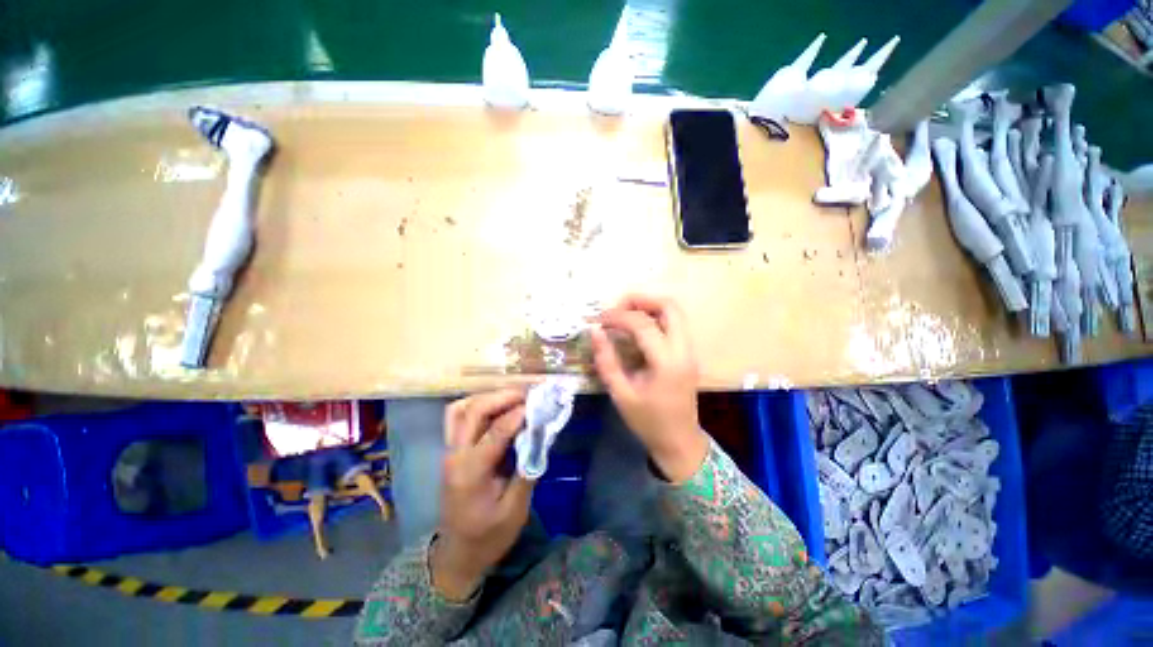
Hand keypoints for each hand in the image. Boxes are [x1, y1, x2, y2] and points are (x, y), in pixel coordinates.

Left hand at [431, 389, 534, 601]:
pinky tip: (496, 407)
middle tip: (527, 394)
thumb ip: (528, 470)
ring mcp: (450, 451)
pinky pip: (459, 416)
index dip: (518, 414)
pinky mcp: (452, 450)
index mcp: (470, 473)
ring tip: (513, 398)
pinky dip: (477, 404)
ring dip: (488, 397)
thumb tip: (540, 435)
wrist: (457, 553)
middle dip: (502, 397)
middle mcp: (455, 455)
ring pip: (462, 408)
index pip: (495, 432)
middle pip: (474, 411)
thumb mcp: (515, 511)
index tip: (539, 405)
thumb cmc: (489, 535)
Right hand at [590, 295, 708, 481]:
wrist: (679, 442)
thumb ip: (606, 360)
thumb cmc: (648, 422)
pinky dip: (655, 317)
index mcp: (667, 362)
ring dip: (649, 306)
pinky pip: (674, 324)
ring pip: (675, 312)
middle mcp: (684, 350)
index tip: (599, 320)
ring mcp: (690, 350)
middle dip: (640, 300)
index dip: (618, 316)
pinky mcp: (688, 353)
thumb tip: (594, 332)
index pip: (642, 324)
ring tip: (624, 315)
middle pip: (669, 306)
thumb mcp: (621, 394)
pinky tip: (637, 328)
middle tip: (616, 308)